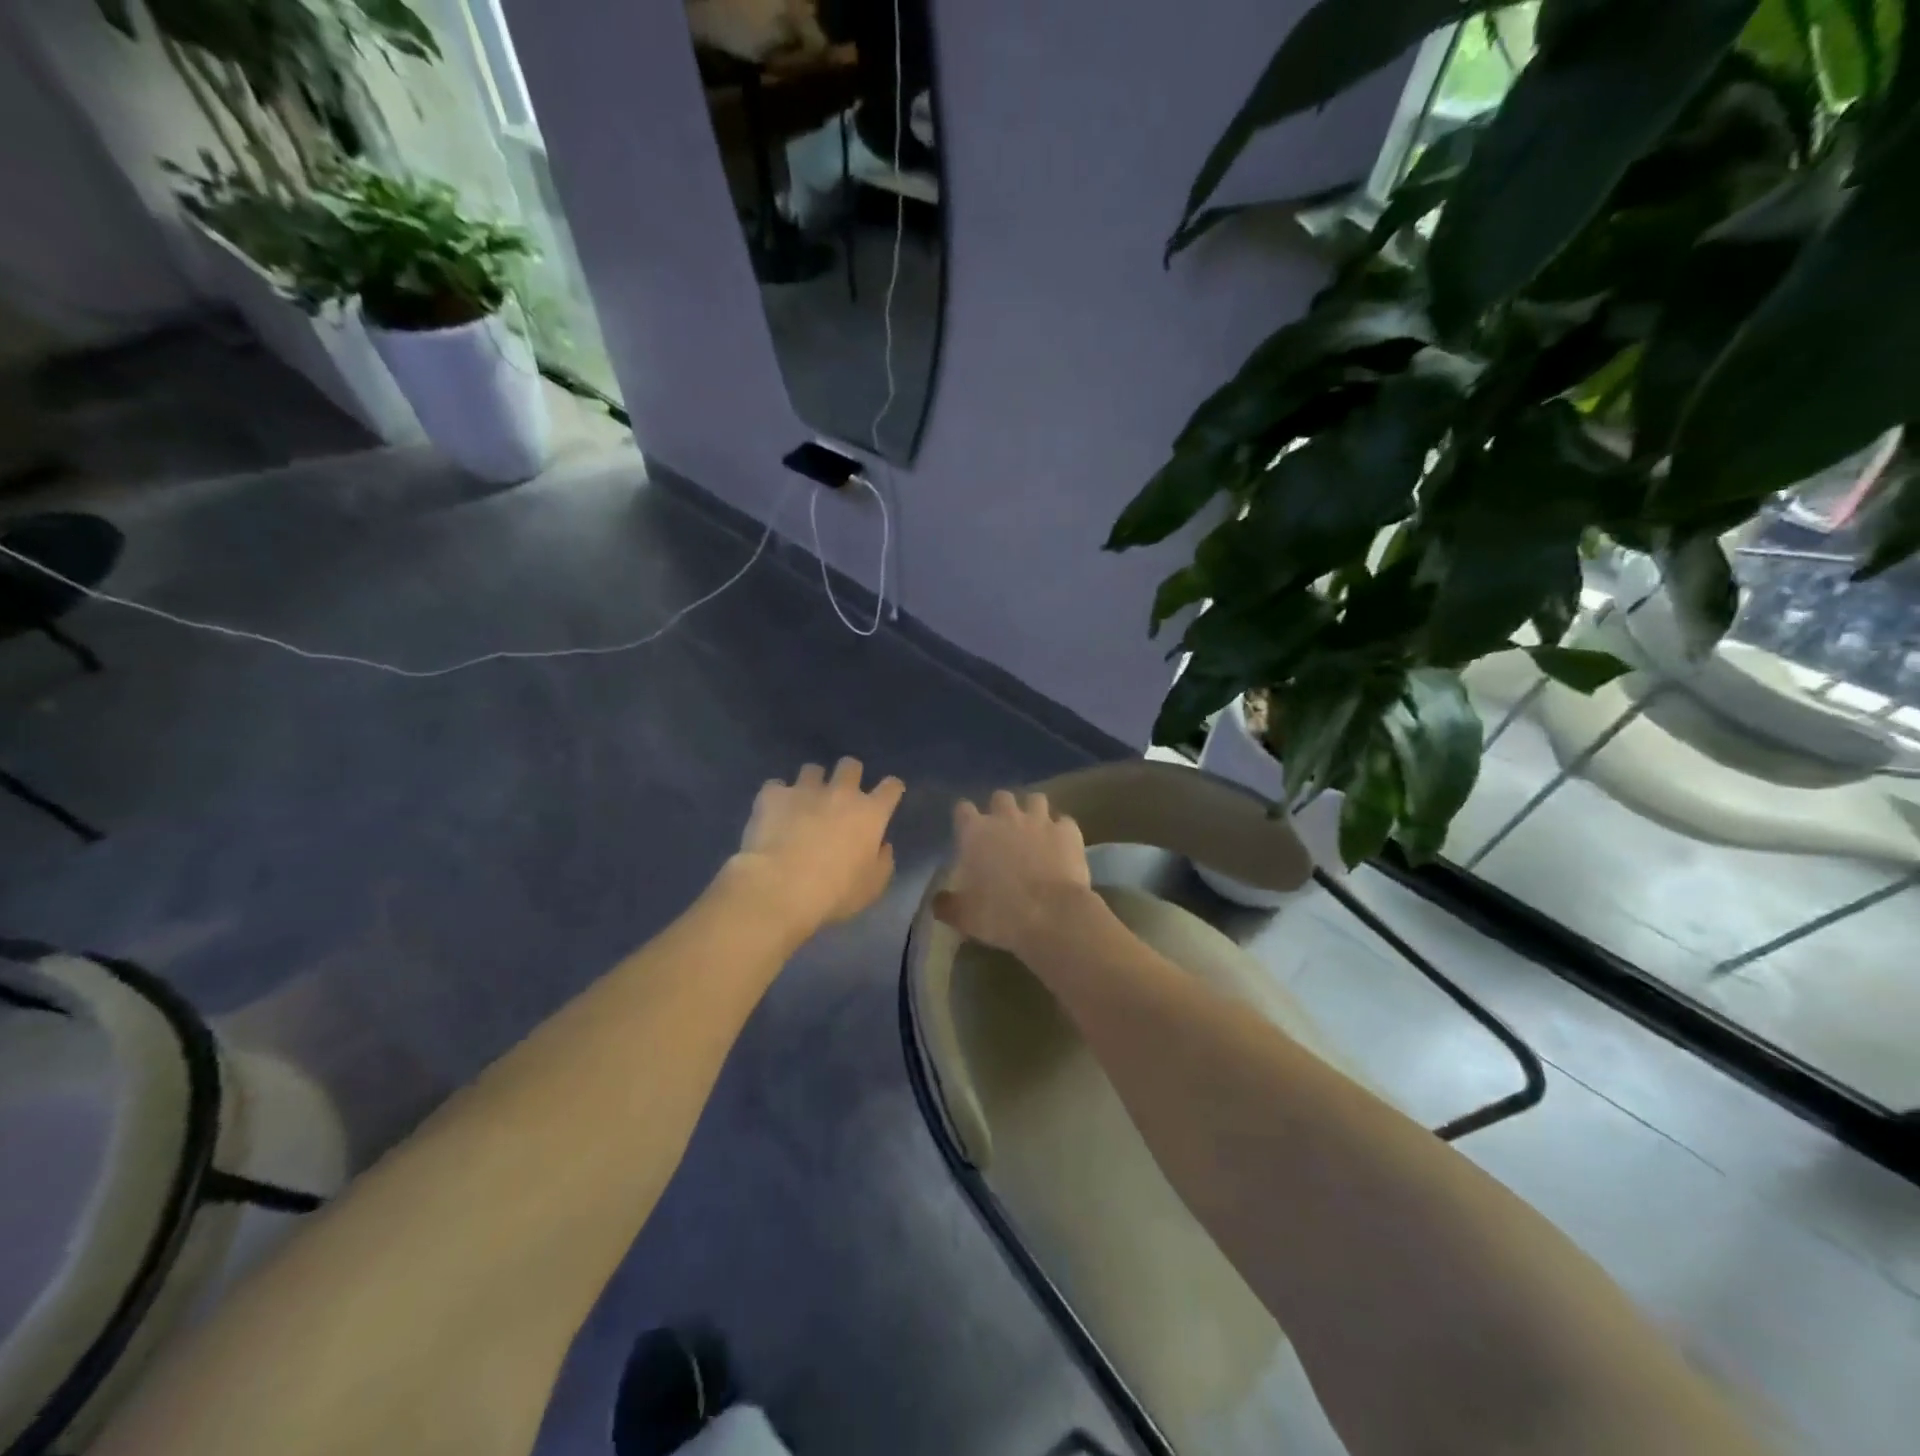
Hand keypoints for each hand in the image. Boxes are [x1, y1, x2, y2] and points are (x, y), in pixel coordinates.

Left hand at [735, 759, 904, 931]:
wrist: (780, 887)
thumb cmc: (834, 893)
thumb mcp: (872, 887)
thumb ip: (883, 862)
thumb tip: (882, 846)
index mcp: (870, 814)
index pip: (891, 787)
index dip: (891, 789)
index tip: (888, 796)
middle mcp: (840, 793)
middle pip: (851, 765)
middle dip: (849, 775)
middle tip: (842, 795)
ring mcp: (804, 790)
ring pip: (812, 769)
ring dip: (812, 783)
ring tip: (804, 801)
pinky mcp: (773, 795)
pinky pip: (776, 785)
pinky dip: (777, 796)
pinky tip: (773, 811)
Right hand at [933, 790, 1095, 956]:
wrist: (1052, 916)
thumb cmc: (1000, 914)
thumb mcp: (963, 917)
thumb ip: (947, 905)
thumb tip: (938, 902)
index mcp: (975, 833)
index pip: (963, 809)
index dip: (965, 818)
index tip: (967, 832)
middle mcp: (1006, 818)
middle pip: (1000, 797)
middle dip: (1001, 810)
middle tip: (1003, 831)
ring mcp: (1040, 821)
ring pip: (1035, 799)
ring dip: (1033, 812)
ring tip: (1035, 831)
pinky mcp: (1068, 831)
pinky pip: (1064, 821)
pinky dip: (1062, 831)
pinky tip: (1062, 845)